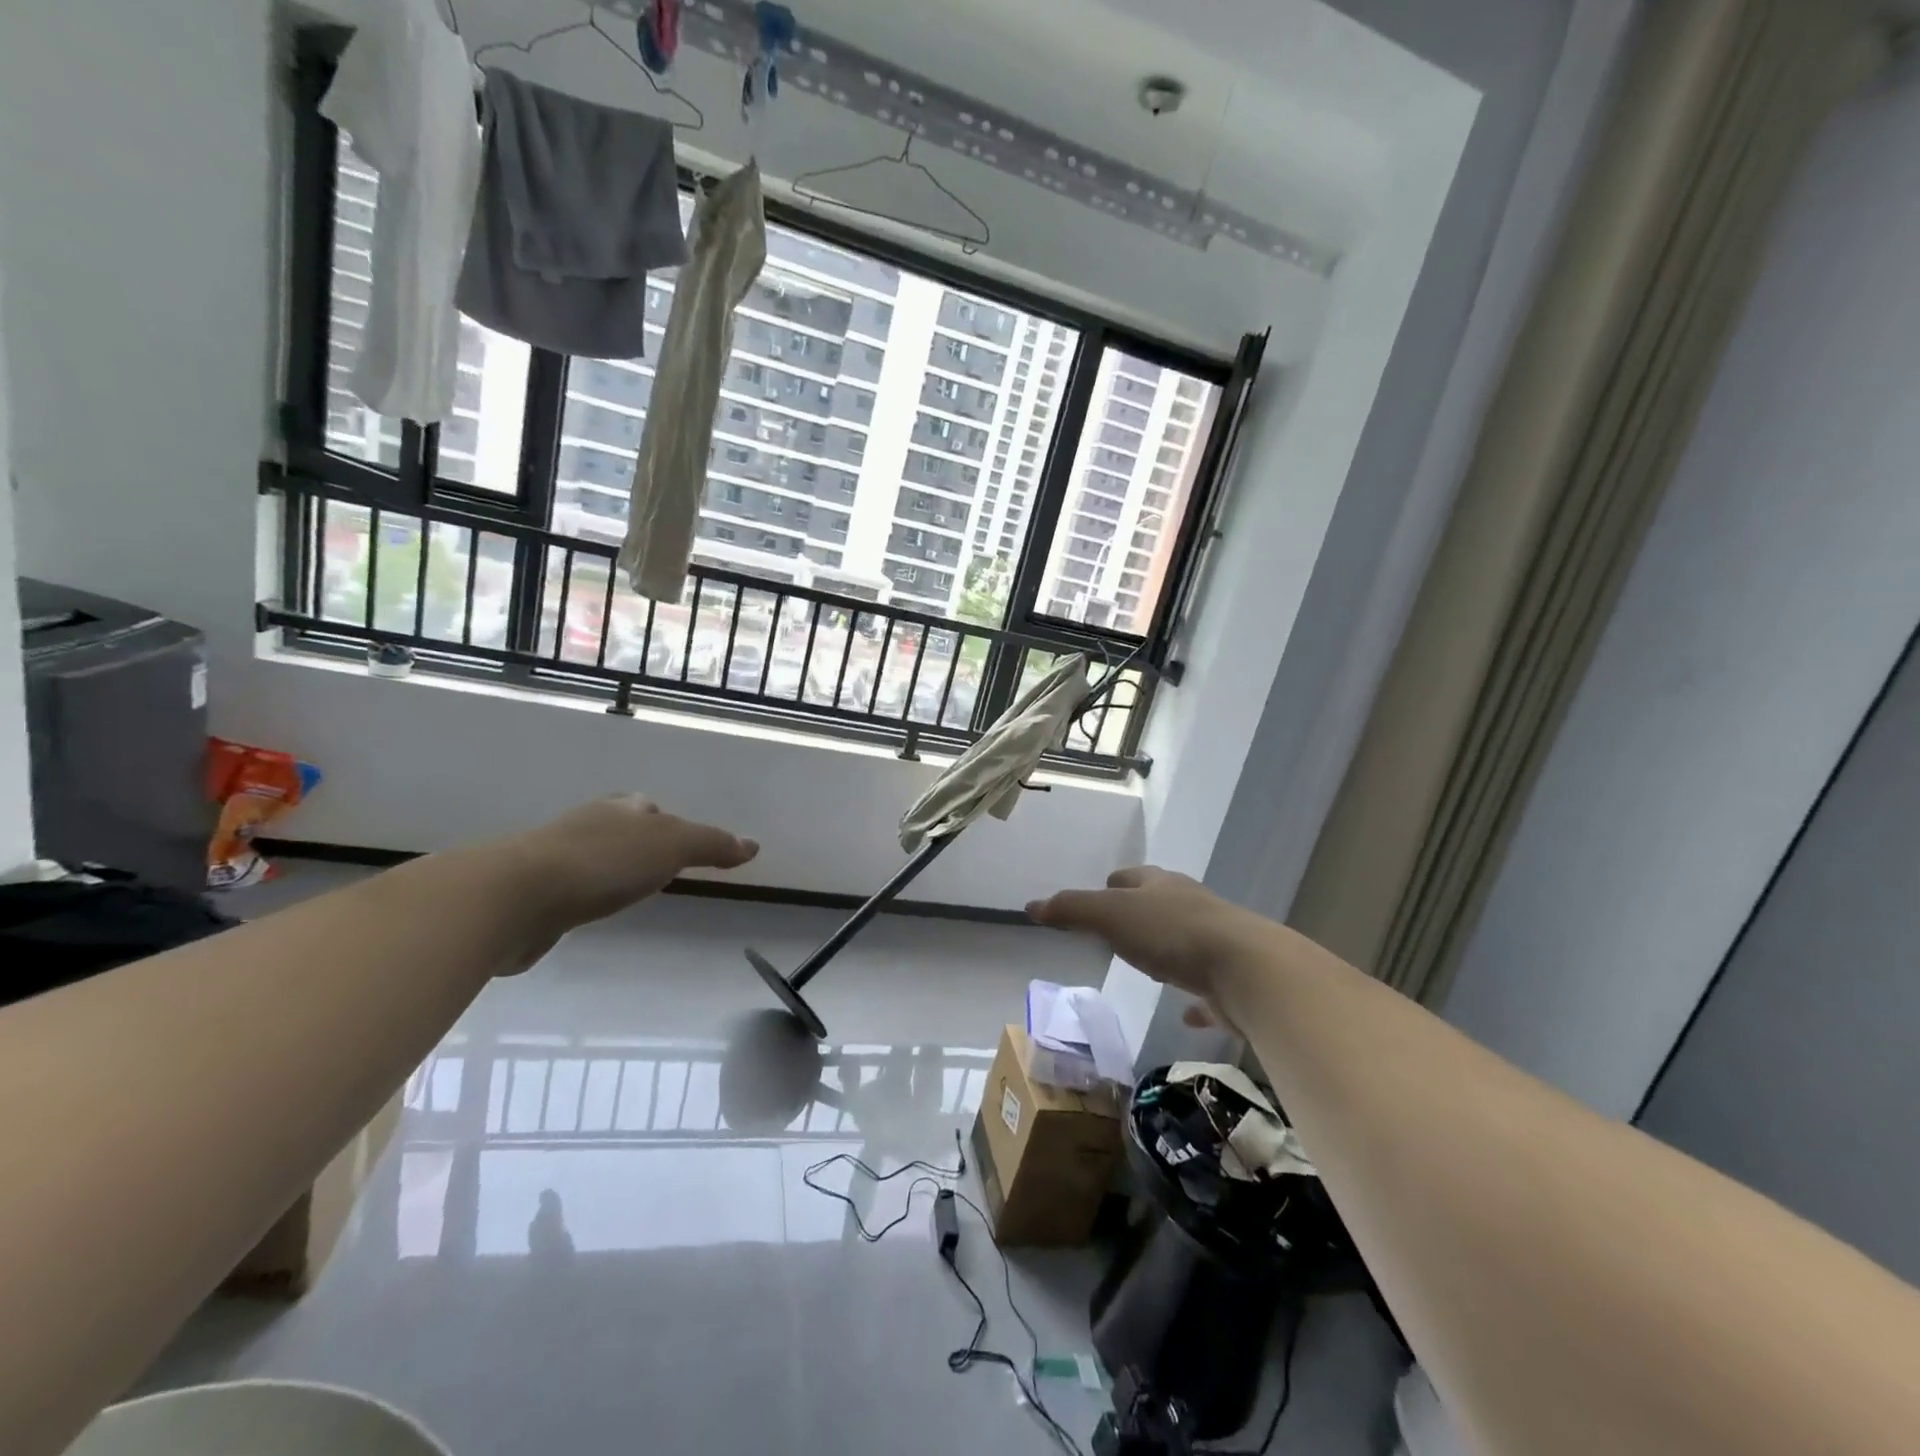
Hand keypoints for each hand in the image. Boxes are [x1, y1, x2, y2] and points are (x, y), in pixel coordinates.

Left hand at [506, 795, 758, 933]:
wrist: (514, 898)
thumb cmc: (602, 863)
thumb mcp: (672, 845)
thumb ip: (712, 844)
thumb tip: (752, 844)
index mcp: (618, 809)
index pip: (648, 807)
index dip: (667, 822)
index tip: (681, 844)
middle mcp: (585, 826)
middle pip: (618, 828)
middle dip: (636, 843)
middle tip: (659, 867)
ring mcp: (552, 860)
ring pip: (590, 858)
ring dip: (608, 870)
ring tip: (627, 892)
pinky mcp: (530, 896)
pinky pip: (567, 891)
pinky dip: (582, 897)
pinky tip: (588, 913)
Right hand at [1027, 866, 1266, 1015]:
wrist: (1246, 969)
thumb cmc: (1171, 933)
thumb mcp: (1112, 915)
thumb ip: (1073, 910)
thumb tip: (1032, 905)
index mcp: (1161, 886)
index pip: (1133, 876)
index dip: (1114, 883)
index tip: (1101, 892)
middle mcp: (1191, 906)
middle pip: (1161, 903)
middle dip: (1142, 911)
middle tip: (1119, 929)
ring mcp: (1217, 941)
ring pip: (1186, 940)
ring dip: (1168, 948)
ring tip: (1148, 963)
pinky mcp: (1233, 979)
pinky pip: (1208, 987)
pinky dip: (1195, 997)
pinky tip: (1188, 1014)